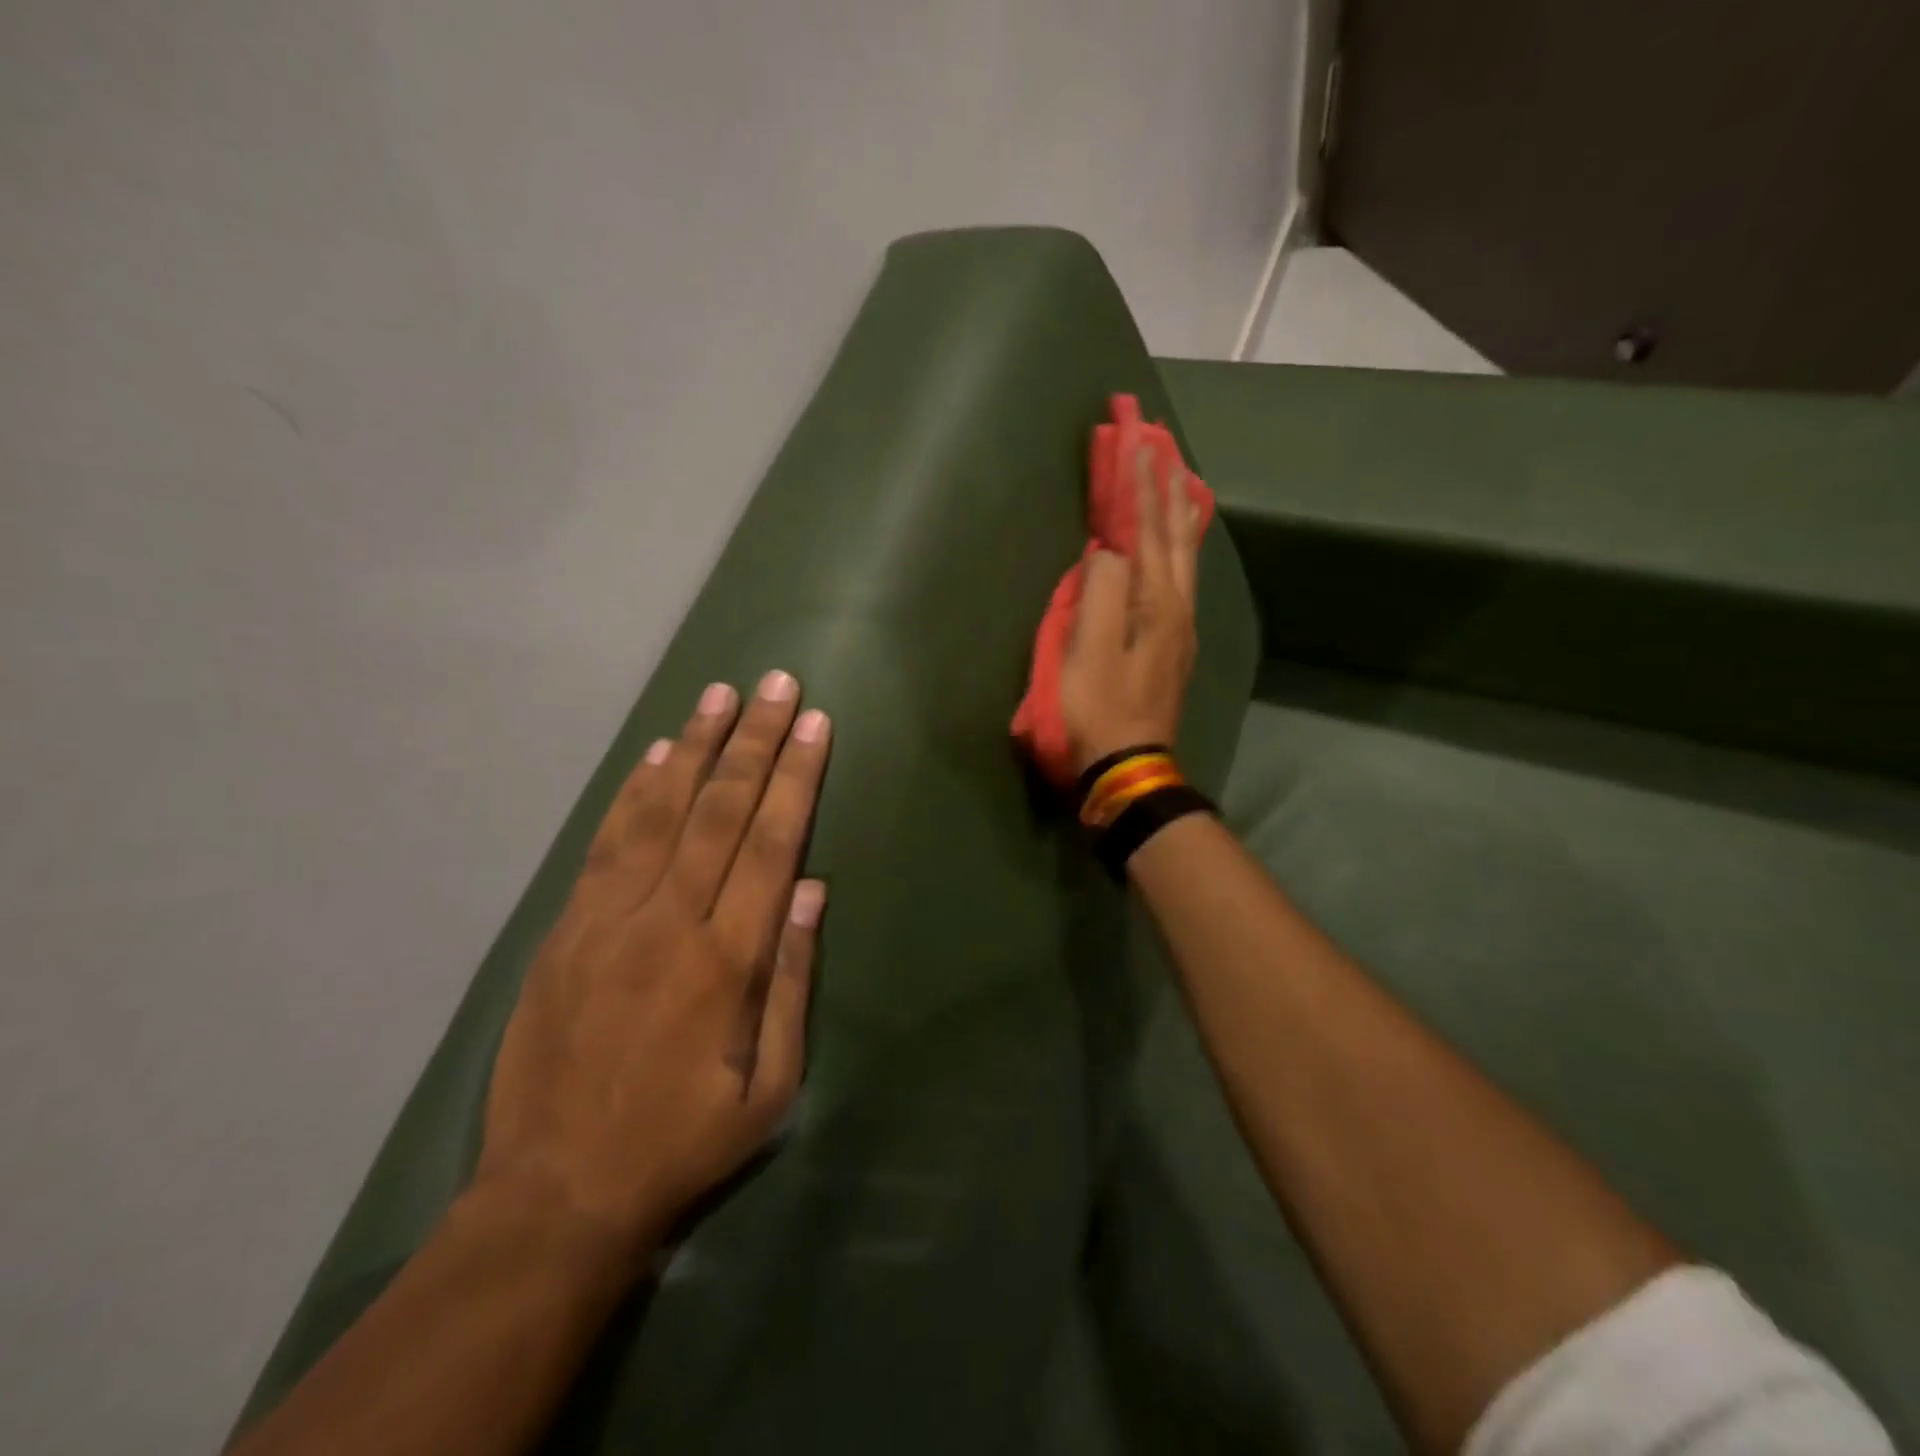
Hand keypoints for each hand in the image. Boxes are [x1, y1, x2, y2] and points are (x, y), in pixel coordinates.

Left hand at [476, 671, 830, 1262]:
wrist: (554, 1197)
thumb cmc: (681, 1145)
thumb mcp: (769, 1090)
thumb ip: (792, 984)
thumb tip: (809, 893)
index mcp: (726, 961)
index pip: (771, 844)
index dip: (795, 778)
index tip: (815, 725)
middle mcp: (668, 922)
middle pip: (720, 811)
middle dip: (754, 740)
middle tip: (777, 684)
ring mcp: (608, 920)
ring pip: (661, 812)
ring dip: (695, 747)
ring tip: (719, 694)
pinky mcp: (566, 929)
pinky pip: (607, 843)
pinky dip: (635, 792)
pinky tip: (657, 754)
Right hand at [1058, 444, 1202, 775]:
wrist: (1127, 765)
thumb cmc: (1098, 709)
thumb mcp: (1088, 652)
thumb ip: (1100, 592)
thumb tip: (1109, 550)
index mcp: (1156, 602)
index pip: (1146, 529)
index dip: (1139, 483)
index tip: (1135, 436)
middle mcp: (1178, 606)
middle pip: (1175, 534)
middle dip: (1167, 485)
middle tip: (1163, 442)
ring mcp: (1180, 626)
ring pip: (1184, 555)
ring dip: (1178, 512)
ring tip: (1180, 478)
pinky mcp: (1172, 644)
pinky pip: (1181, 576)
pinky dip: (1179, 545)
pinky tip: (1179, 543)